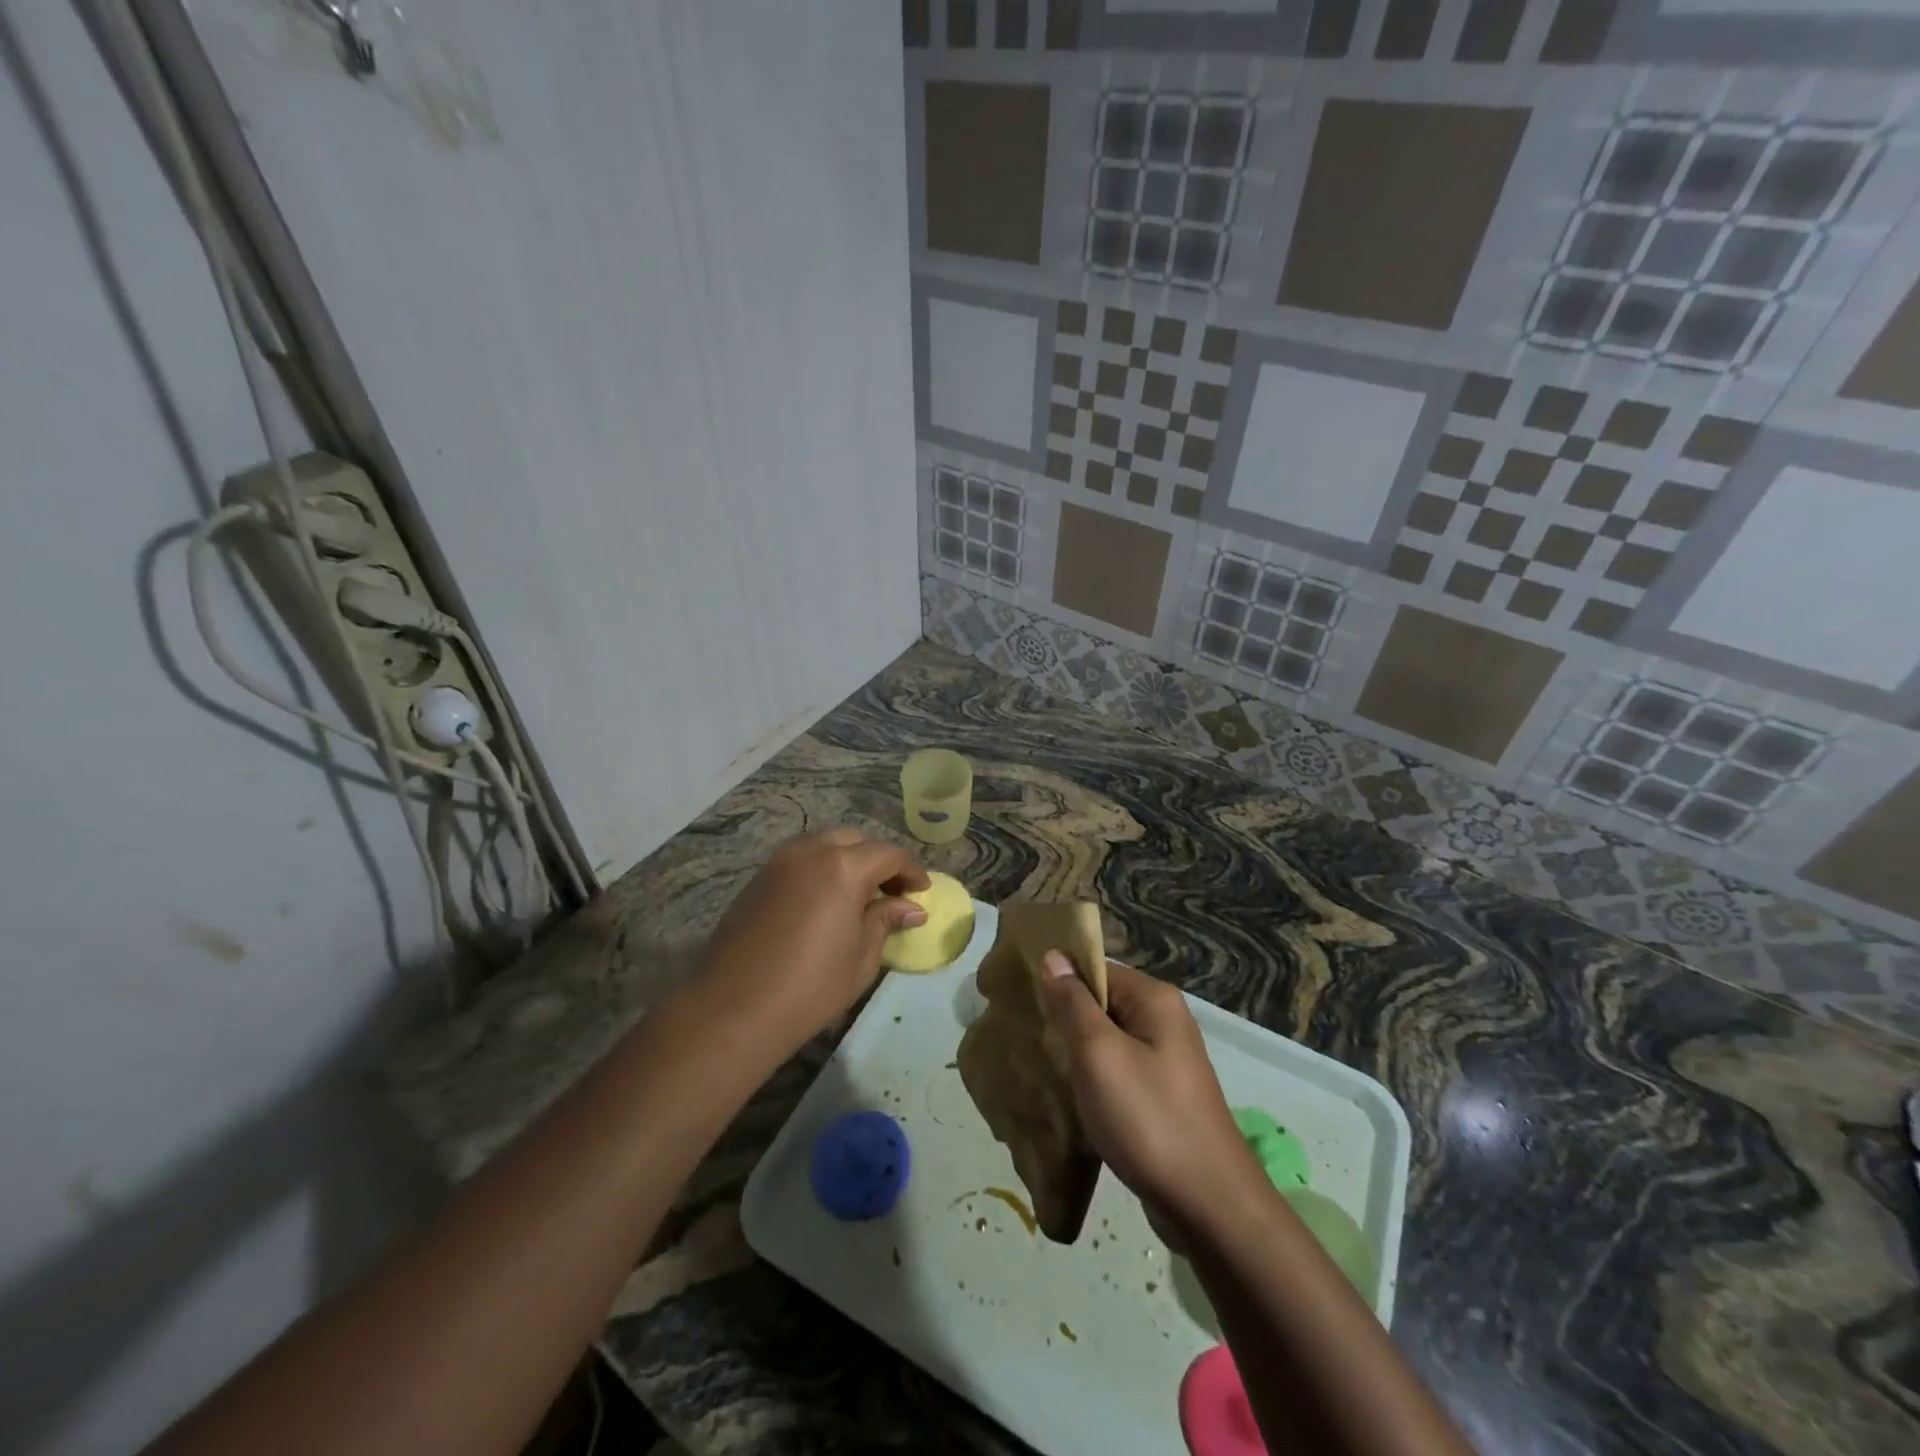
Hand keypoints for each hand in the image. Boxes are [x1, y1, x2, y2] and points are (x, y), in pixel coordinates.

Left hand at [693, 828, 928, 1058]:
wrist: (733, 1010)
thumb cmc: (810, 988)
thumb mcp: (861, 957)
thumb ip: (885, 921)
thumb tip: (910, 908)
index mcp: (842, 867)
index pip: (888, 854)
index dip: (911, 871)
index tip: (922, 893)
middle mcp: (809, 852)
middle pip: (854, 841)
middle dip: (878, 861)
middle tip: (891, 893)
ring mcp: (778, 863)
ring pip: (823, 845)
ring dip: (846, 861)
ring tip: (857, 896)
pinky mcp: (757, 880)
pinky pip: (798, 861)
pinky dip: (819, 870)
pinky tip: (823, 904)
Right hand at [1038, 955, 1262, 1242]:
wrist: (1208, 1205)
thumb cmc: (1148, 1118)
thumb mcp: (1099, 1053)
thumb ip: (1073, 1003)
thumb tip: (1053, 955)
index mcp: (1154, 999)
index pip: (1096, 969)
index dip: (1059, 982)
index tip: (1023, 1002)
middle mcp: (1165, 1020)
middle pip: (1102, 1004)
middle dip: (1066, 1021)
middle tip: (1027, 1038)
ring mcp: (1168, 1061)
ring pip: (1108, 1041)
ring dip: (1078, 1055)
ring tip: (1042, 1069)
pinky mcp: (1163, 1096)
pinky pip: (1119, 1072)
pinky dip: (1095, 1081)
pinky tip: (1071, 1099)